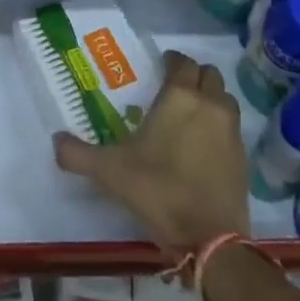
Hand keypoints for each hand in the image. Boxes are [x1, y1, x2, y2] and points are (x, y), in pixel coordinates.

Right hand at [53, 51, 250, 254]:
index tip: (160, 68)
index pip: (181, 61)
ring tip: (192, 115)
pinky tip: (204, 147)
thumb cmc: (159, 190)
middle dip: (193, 76)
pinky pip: (232, 128)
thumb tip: (55, 141)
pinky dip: (220, 128)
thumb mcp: (111, 172)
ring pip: (224, 98)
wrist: (211, 240)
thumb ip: (79, 154)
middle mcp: (209, 104)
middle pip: (208, 74)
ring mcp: (231, 130)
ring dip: (211, 99)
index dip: (171, 61)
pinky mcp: (244, 157)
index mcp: (180, 96)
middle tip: (174, 90)